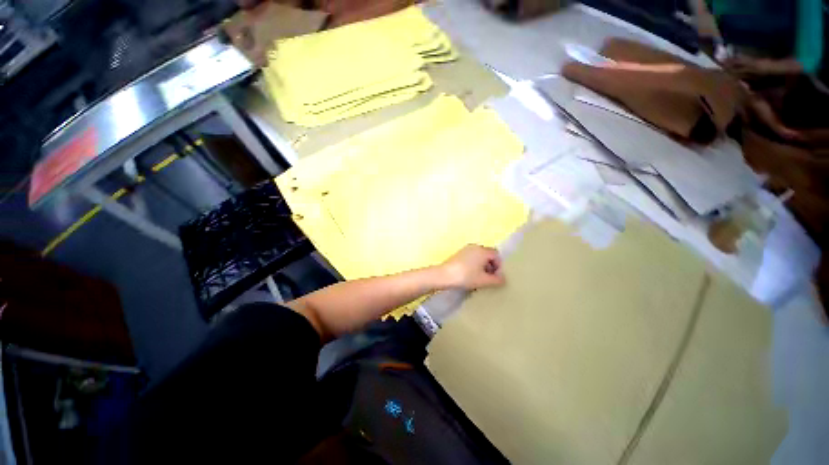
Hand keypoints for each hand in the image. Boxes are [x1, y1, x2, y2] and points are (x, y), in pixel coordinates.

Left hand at [439, 245, 504, 289]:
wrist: (444, 275)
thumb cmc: (466, 276)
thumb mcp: (483, 281)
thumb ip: (496, 280)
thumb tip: (503, 279)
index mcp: (483, 250)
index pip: (496, 255)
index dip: (499, 266)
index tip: (495, 277)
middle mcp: (475, 246)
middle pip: (488, 255)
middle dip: (491, 266)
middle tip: (489, 278)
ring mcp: (465, 249)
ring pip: (479, 256)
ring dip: (482, 265)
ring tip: (479, 278)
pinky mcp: (458, 254)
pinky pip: (471, 257)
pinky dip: (474, 264)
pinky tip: (470, 275)